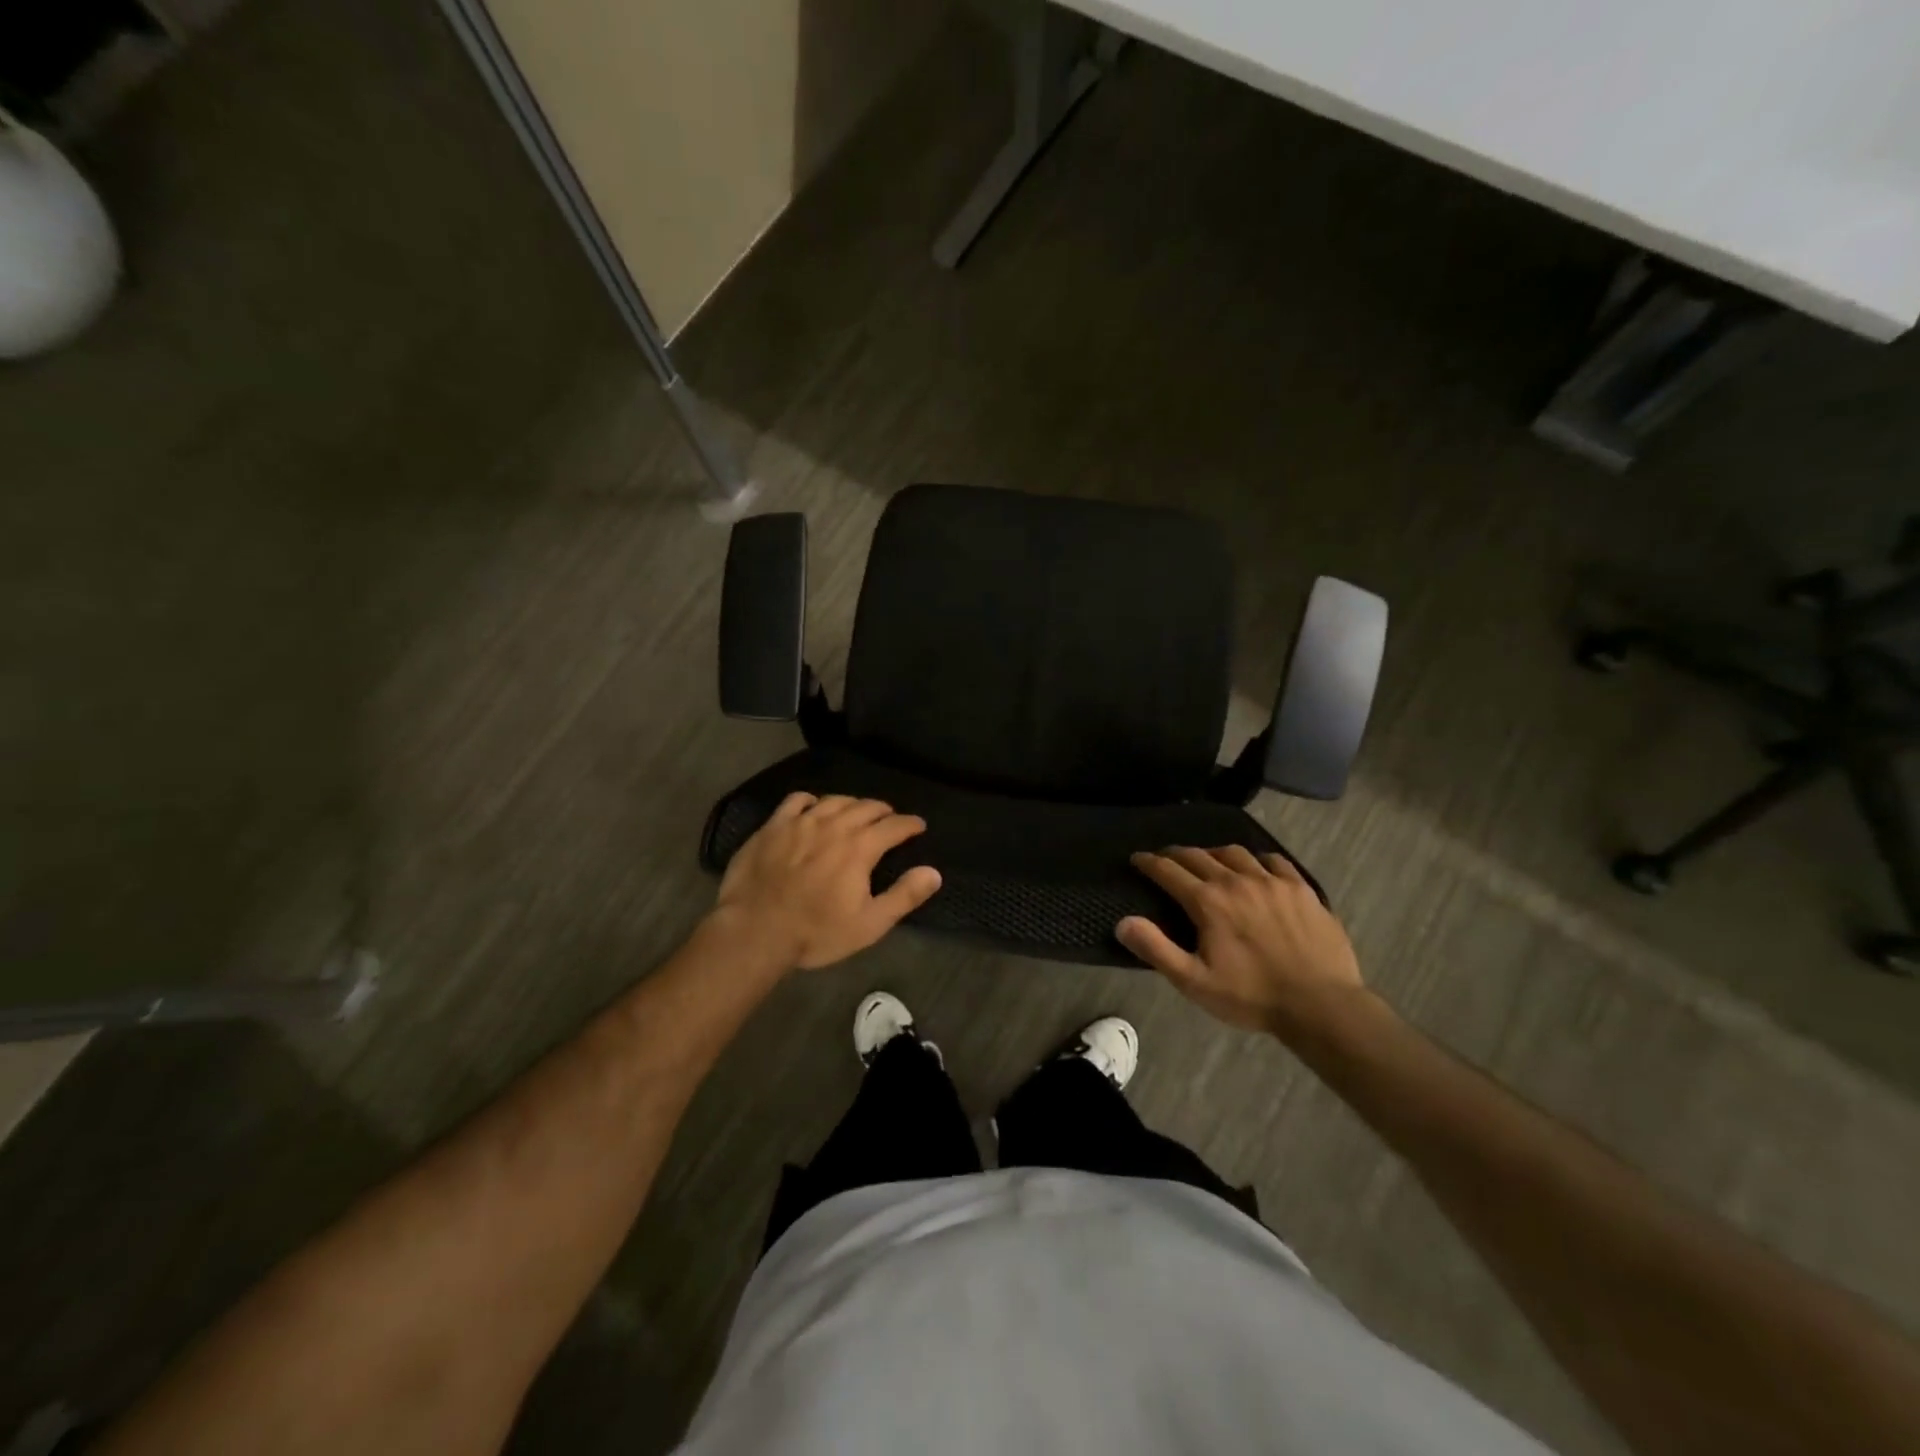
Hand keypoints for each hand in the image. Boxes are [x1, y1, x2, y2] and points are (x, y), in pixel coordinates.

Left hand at [712, 793, 942, 970]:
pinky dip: (812, 801)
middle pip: (866, 807)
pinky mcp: (773, 826)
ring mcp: (800, 822)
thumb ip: (904, 896)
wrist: (755, 931)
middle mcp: (834, 825)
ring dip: (852, 803)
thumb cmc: (816, 932)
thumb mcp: (869, 924)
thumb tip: (933, 872)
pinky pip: (797, 800)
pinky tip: (814, 808)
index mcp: (860, 847)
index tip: (918, 826)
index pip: (894, 826)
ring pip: (834, 800)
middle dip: (883, 811)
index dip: (910, 824)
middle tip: (890, 819)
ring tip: (857, 811)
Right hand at [1117, 846, 1364, 1034]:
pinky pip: (1274, 861)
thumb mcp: (1194, 981)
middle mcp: (1237, 881)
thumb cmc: (1252, 996)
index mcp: (1208, 902)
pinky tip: (1256, 868)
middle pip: (1199, 856)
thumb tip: (1123, 922)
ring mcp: (1272, 882)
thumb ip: (1156, 949)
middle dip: (1176, 854)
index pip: (1169, 871)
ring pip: (1235, 853)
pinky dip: (1256, 860)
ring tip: (1208, 860)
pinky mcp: (1301, 889)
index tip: (1137, 859)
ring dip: (1214, 853)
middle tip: (1165, 858)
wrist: (1321, 1005)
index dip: (1148, 863)